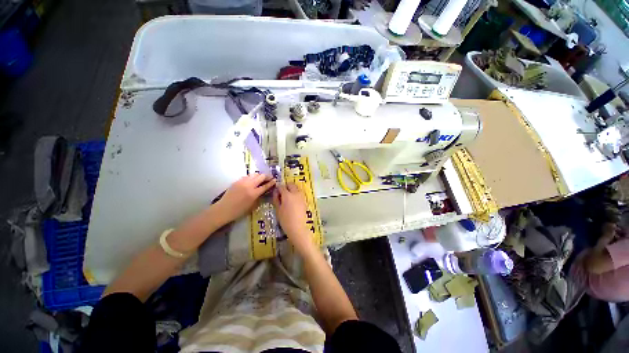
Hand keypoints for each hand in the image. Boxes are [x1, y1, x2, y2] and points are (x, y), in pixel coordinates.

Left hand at [214, 174, 275, 224]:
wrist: (223, 209)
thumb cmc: (239, 211)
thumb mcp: (252, 205)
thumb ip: (259, 197)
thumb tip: (264, 191)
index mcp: (253, 193)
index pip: (265, 185)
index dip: (271, 182)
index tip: (275, 180)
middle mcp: (249, 185)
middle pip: (261, 176)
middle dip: (267, 176)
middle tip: (270, 178)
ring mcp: (242, 182)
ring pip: (254, 174)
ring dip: (259, 176)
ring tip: (262, 178)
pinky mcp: (237, 181)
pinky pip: (247, 176)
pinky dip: (252, 177)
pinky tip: (252, 180)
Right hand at [273, 183, 314, 254]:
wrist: (297, 227)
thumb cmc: (285, 220)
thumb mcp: (278, 209)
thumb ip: (276, 199)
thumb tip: (276, 192)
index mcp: (287, 195)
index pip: (282, 187)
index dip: (278, 188)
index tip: (276, 192)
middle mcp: (295, 193)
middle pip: (291, 185)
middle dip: (286, 186)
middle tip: (282, 193)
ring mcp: (301, 196)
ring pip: (296, 188)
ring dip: (292, 190)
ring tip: (288, 197)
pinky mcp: (304, 200)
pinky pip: (300, 193)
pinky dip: (296, 194)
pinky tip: (293, 201)